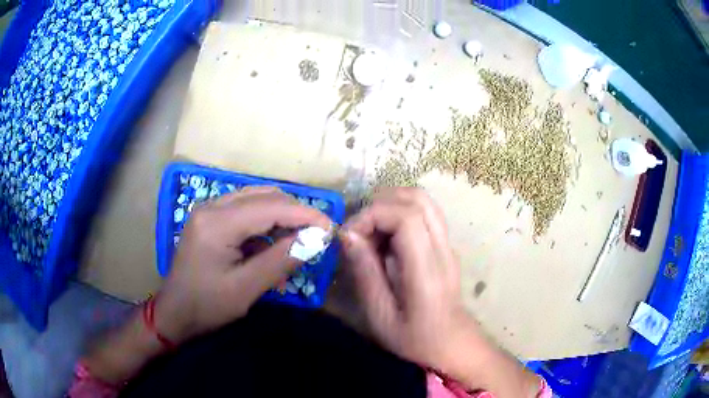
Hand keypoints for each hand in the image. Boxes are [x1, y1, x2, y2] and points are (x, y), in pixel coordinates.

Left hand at [155, 187, 331, 342]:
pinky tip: (273, 245)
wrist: (174, 312)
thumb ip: (282, 259)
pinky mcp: (210, 217)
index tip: (331, 227)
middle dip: (295, 213)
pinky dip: (265, 223)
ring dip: (281, 216)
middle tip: (317, 236)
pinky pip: (245, 209)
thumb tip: (317, 238)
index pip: (270, 207)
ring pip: (256, 199)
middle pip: (265, 196)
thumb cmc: (207, 306)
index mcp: (217, 223)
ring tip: (298, 241)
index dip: (305, 214)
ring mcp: (209, 209)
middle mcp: (212, 206)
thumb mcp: (246, 288)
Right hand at [341, 188, 539, 396]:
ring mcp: (448, 245)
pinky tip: (386, 238)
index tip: (350, 235)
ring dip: (391, 205)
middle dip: (380, 205)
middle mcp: (442, 249)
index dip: (373, 215)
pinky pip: (424, 213)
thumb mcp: (380, 315)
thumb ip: (365, 273)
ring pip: (423, 200)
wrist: (452, 344)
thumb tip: (347, 234)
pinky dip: (400, 213)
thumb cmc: (414, 338)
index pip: (406, 217)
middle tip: (358, 230)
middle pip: (417, 199)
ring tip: (370, 231)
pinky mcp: (446, 245)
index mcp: (427, 271)